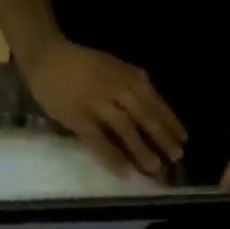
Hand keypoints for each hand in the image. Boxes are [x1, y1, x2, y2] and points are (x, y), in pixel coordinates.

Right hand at [18, 39, 185, 179]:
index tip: (184, 138)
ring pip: (125, 128)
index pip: (153, 100)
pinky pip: (99, 141)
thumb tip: (148, 82)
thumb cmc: (78, 62)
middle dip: (162, 136)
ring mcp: (97, 104)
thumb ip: (128, 73)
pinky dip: (112, 156)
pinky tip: (123, 172)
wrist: (46, 56)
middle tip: (177, 156)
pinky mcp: (79, 119)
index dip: (169, 119)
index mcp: (124, 76)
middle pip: (144, 114)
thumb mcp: (109, 62)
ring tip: (155, 167)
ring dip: (141, 148)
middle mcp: (115, 89)